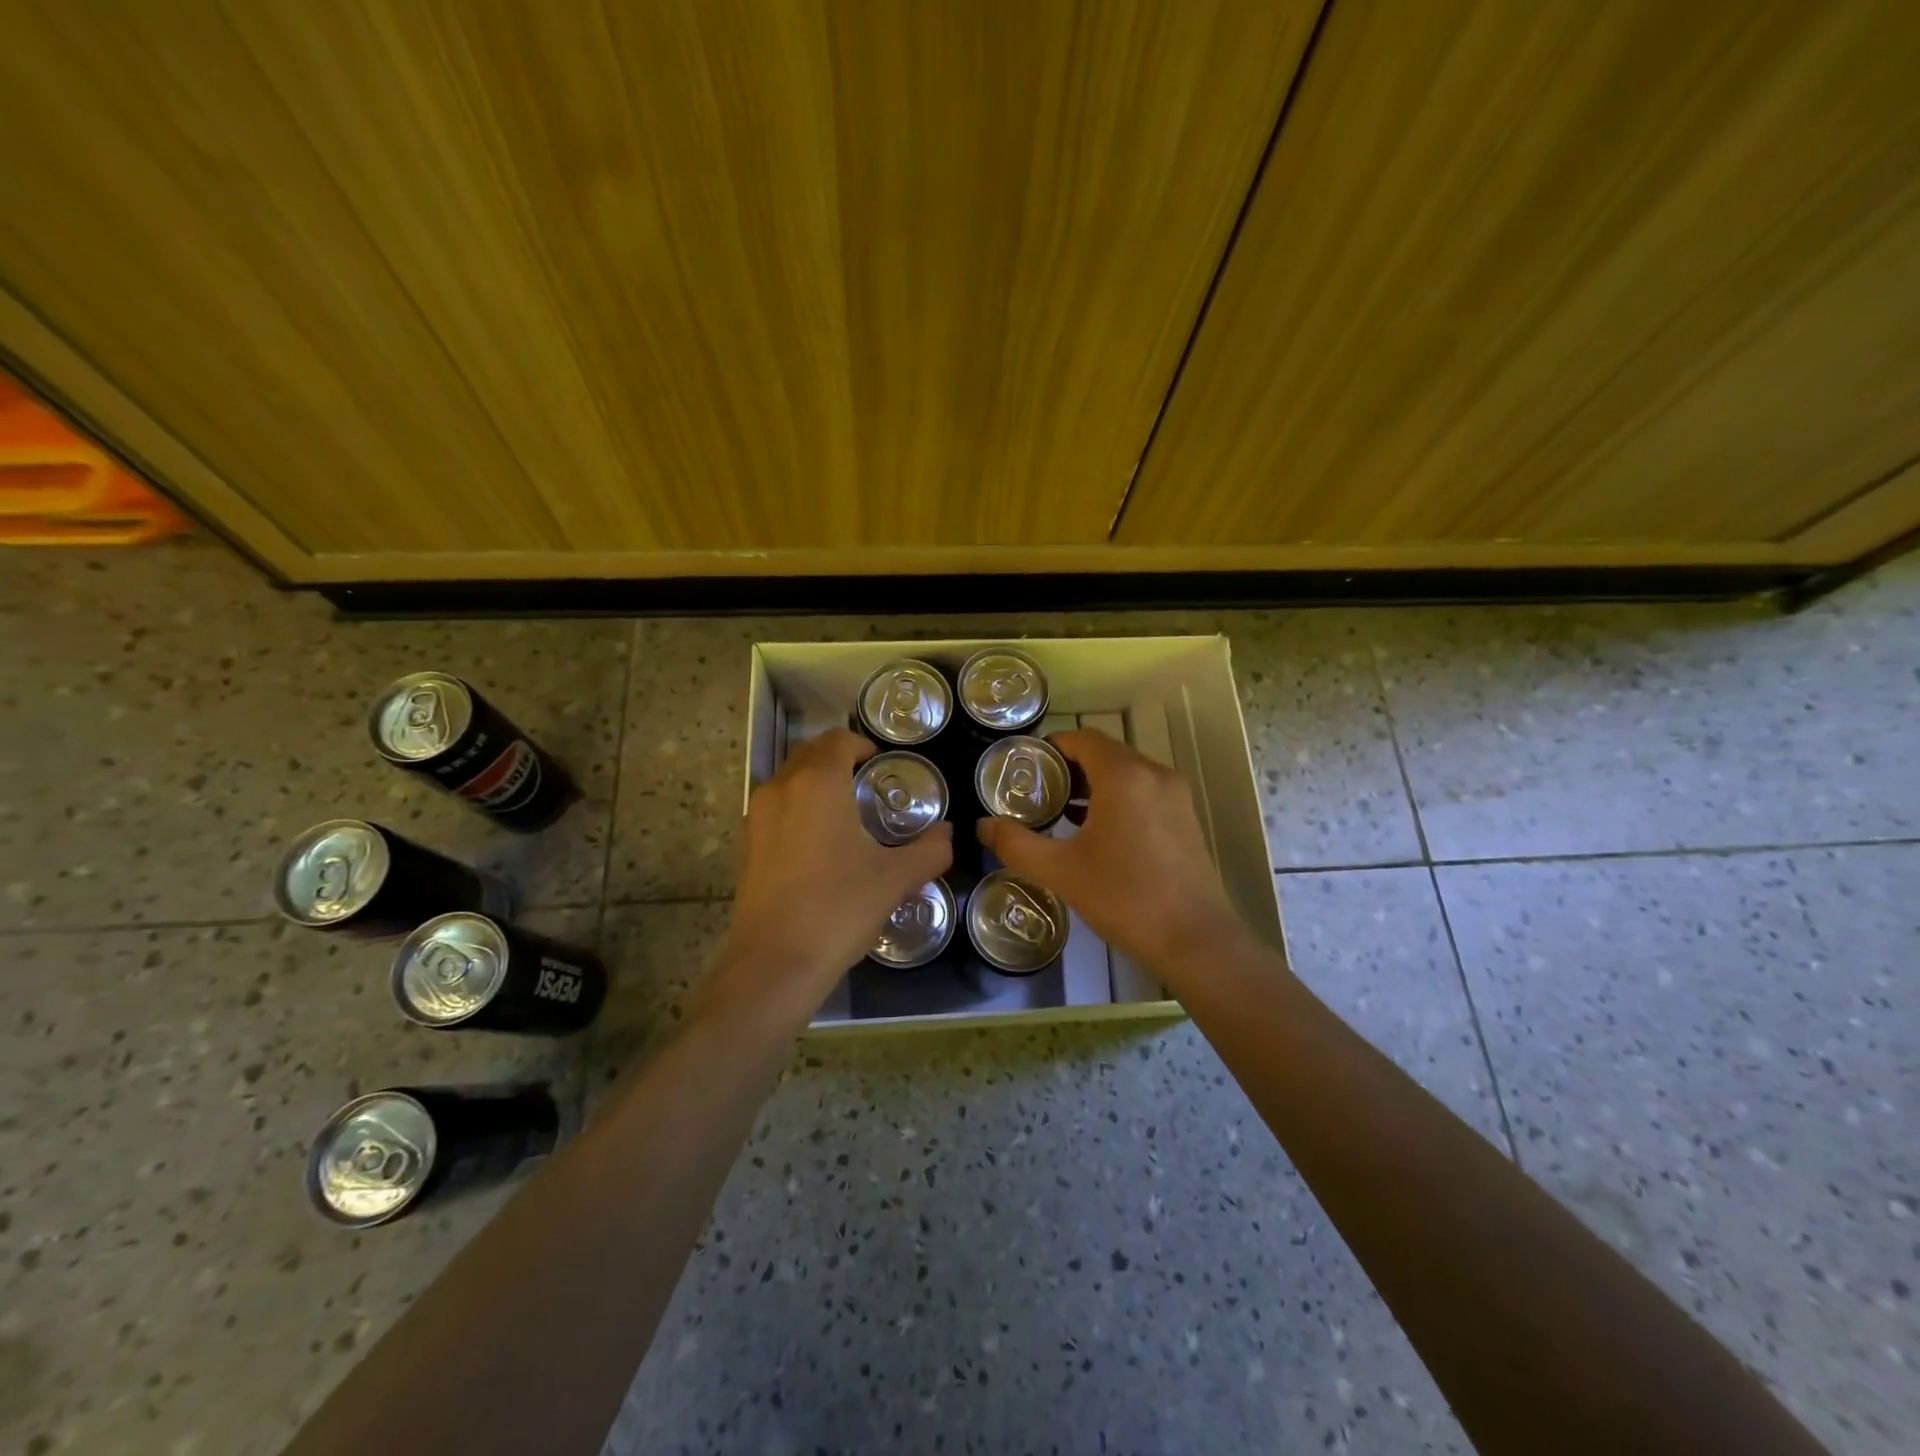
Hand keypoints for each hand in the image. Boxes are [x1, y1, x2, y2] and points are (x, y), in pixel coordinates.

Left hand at [710, 728, 953, 1024]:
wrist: (774, 963)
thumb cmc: (839, 908)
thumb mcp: (895, 878)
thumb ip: (930, 849)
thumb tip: (947, 833)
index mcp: (818, 783)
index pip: (838, 740)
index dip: (862, 745)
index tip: (882, 765)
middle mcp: (781, 788)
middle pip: (810, 754)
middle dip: (839, 761)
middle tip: (868, 787)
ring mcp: (756, 816)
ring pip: (789, 781)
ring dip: (816, 785)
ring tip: (845, 816)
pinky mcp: (745, 846)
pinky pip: (775, 810)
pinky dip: (797, 811)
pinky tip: (818, 847)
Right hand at [976, 728, 1246, 980]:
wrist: (1196, 941)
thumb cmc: (1124, 898)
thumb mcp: (1060, 872)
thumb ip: (1016, 844)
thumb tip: (982, 827)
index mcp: (1125, 776)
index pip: (1083, 739)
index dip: (1051, 747)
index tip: (1024, 767)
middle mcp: (1154, 774)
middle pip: (1104, 753)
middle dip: (1069, 767)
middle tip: (1036, 792)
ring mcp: (1176, 796)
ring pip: (1126, 773)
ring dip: (1093, 784)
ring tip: (1060, 812)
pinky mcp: (1186, 818)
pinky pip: (1144, 791)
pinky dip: (1117, 798)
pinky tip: (1097, 831)